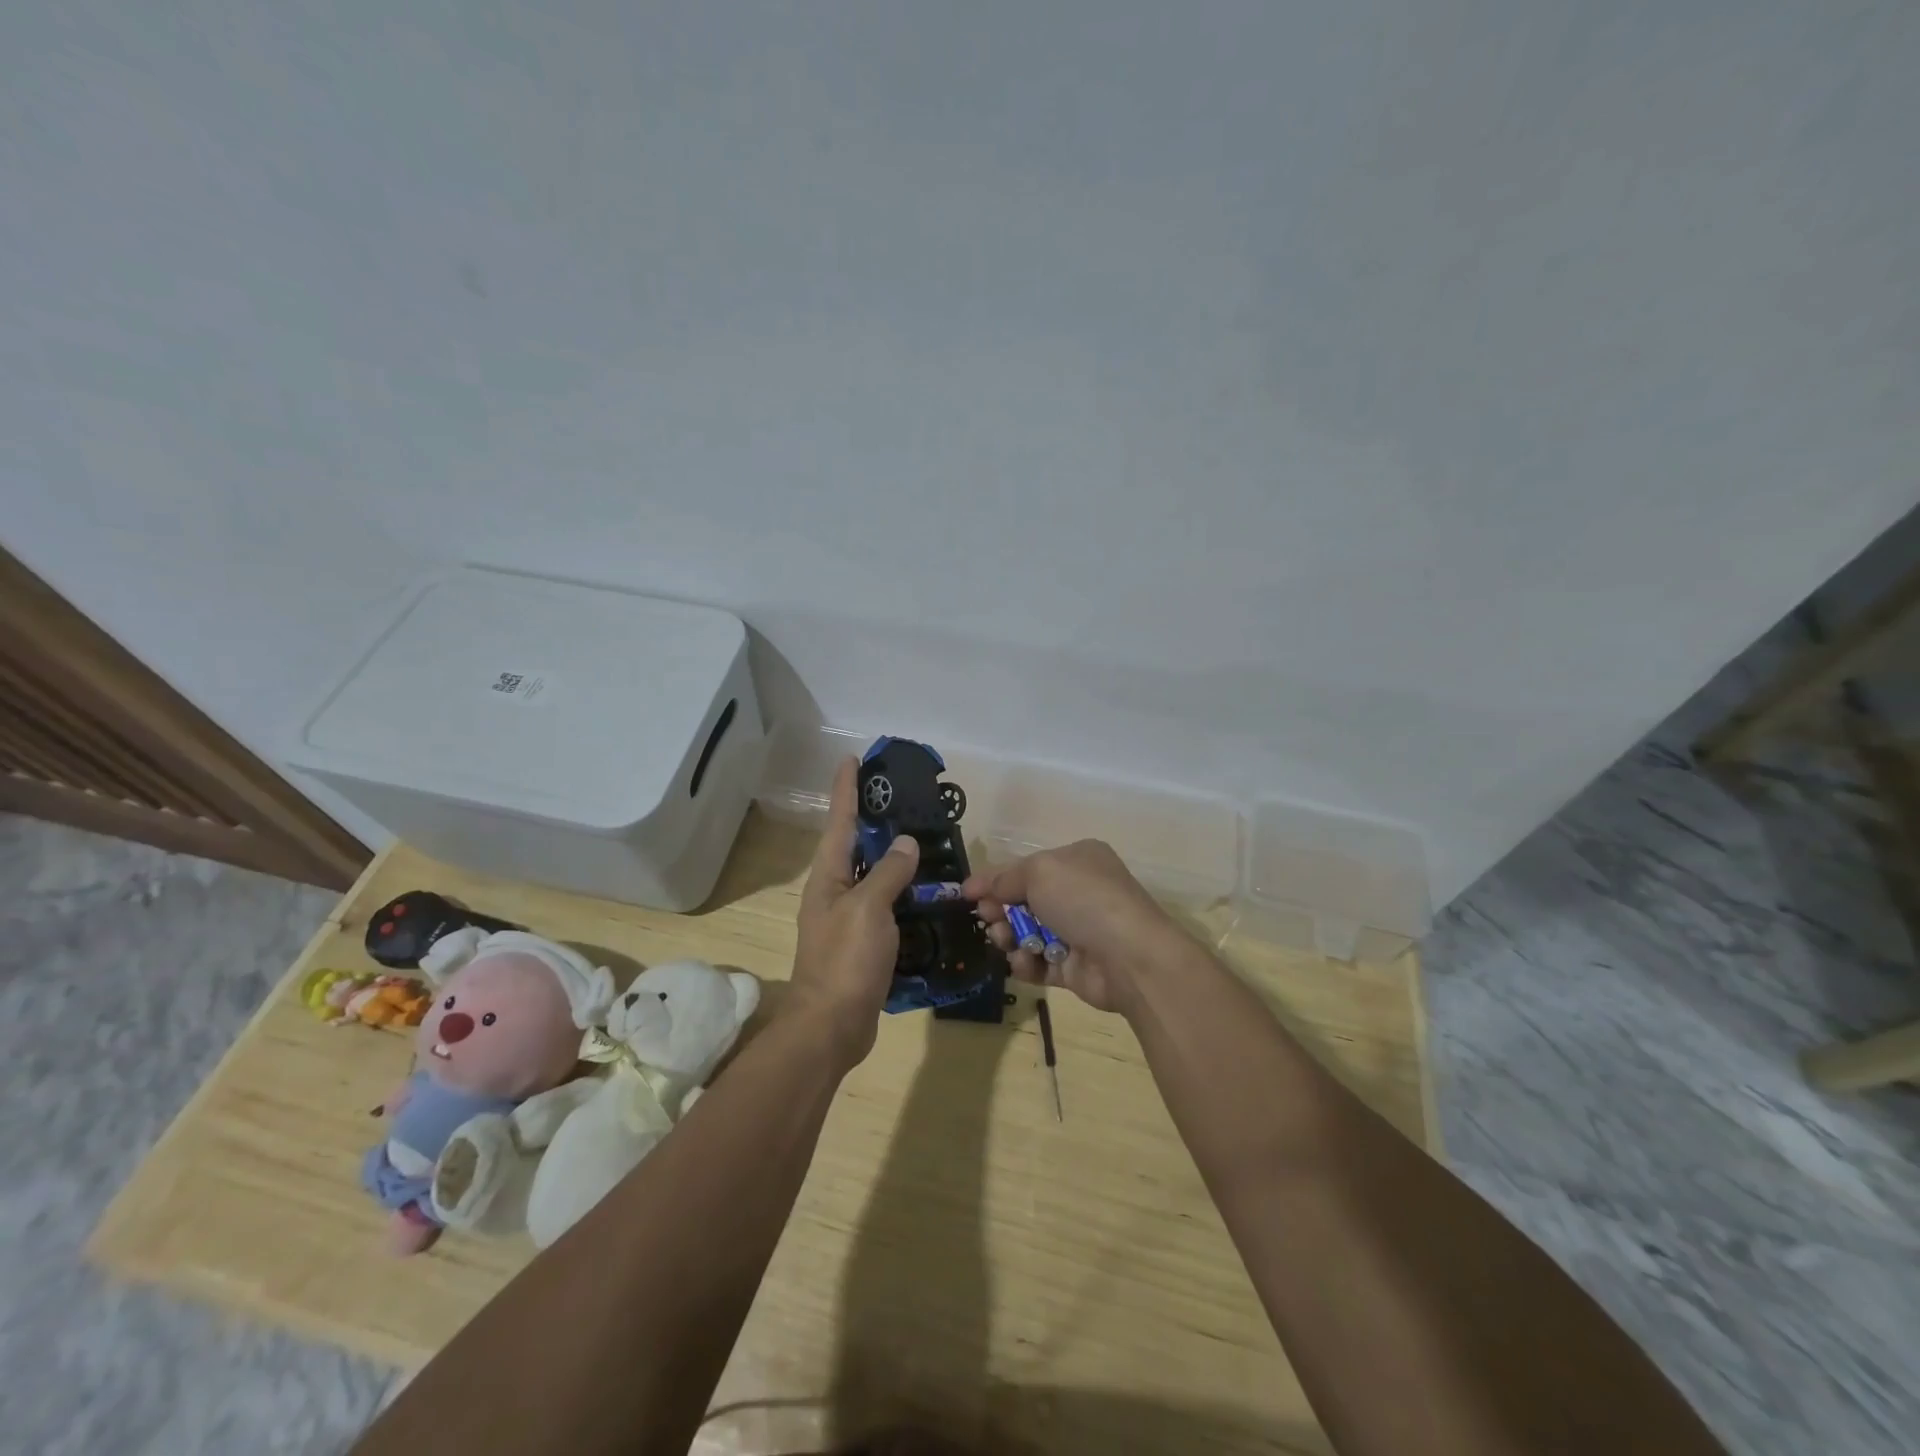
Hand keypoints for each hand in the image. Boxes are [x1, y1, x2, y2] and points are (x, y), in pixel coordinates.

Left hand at [790, 758, 920, 1064]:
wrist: (832, 1025)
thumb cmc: (845, 960)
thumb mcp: (868, 909)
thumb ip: (888, 873)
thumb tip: (906, 844)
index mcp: (828, 877)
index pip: (840, 821)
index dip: (846, 789)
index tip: (851, 758)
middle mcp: (834, 891)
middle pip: (855, 845)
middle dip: (873, 819)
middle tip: (902, 797)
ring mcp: (848, 918)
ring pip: (873, 876)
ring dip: (893, 857)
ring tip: (922, 839)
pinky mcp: (863, 942)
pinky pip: (885, 905)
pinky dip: (903, 893)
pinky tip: (926, 892)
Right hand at [963, 840, 1186, 1015]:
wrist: (1129, 956)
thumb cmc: (1083, 899)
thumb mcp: (1038, 872)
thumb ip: (1004, 878)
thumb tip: (977, 887)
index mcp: (1077, 860)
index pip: (1028, 867)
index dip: (996, 879)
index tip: (967, 895)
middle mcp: (1079, 892)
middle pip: (1025, 901)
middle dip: (1001, 910)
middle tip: (987, 919)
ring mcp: (1079, 931)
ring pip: (1028, 933)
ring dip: (1009, 937)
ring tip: (1004, 942)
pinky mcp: (1076, 967)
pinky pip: (1039, 963)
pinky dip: (1026, 964)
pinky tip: (1023, 962)